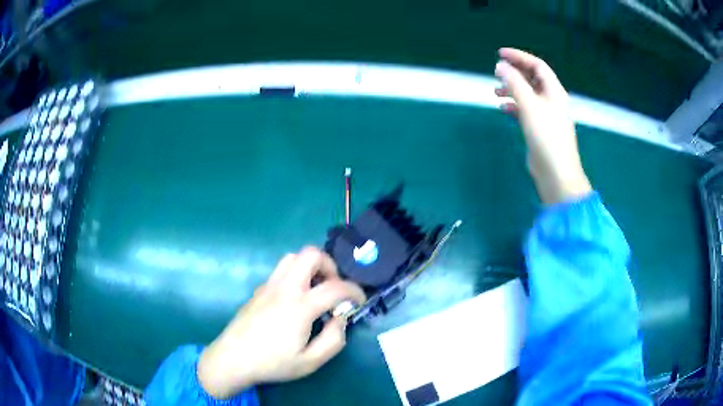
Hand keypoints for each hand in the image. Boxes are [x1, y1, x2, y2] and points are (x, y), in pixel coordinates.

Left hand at [197, 247, 365, 398]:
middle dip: (329, 266)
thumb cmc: (272, 363)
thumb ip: (334, 340)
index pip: (335, 287)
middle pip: (310, 254)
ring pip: (292, 257)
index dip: (354, 291)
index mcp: (299, 306)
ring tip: (315, 290)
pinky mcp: (258, 290)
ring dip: (310, 267)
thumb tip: (340, 319)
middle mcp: (284, 288)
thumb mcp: (311, 362)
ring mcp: (268, 286)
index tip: (359, 301)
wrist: (233, 359)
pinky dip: (295, 275)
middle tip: (333, 288)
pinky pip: (280, 271)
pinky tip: (294, 300)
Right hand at [494, 47, 591, 204]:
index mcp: (554, 91)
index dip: (519, 57)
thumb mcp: (530, 106)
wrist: (556, 173)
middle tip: (496, 71)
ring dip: (512, 89)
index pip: (537, 66)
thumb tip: (500, 66)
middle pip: (532, 79)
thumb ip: (515, 84)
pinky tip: (503, 109)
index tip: (500, 54)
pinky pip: (526, 110)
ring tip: (495, 92)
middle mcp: (551, 100)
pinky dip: (514, 106)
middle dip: (514, 73)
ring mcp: (546, 115)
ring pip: (528, 94)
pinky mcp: (540, 129)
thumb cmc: (546, 137)